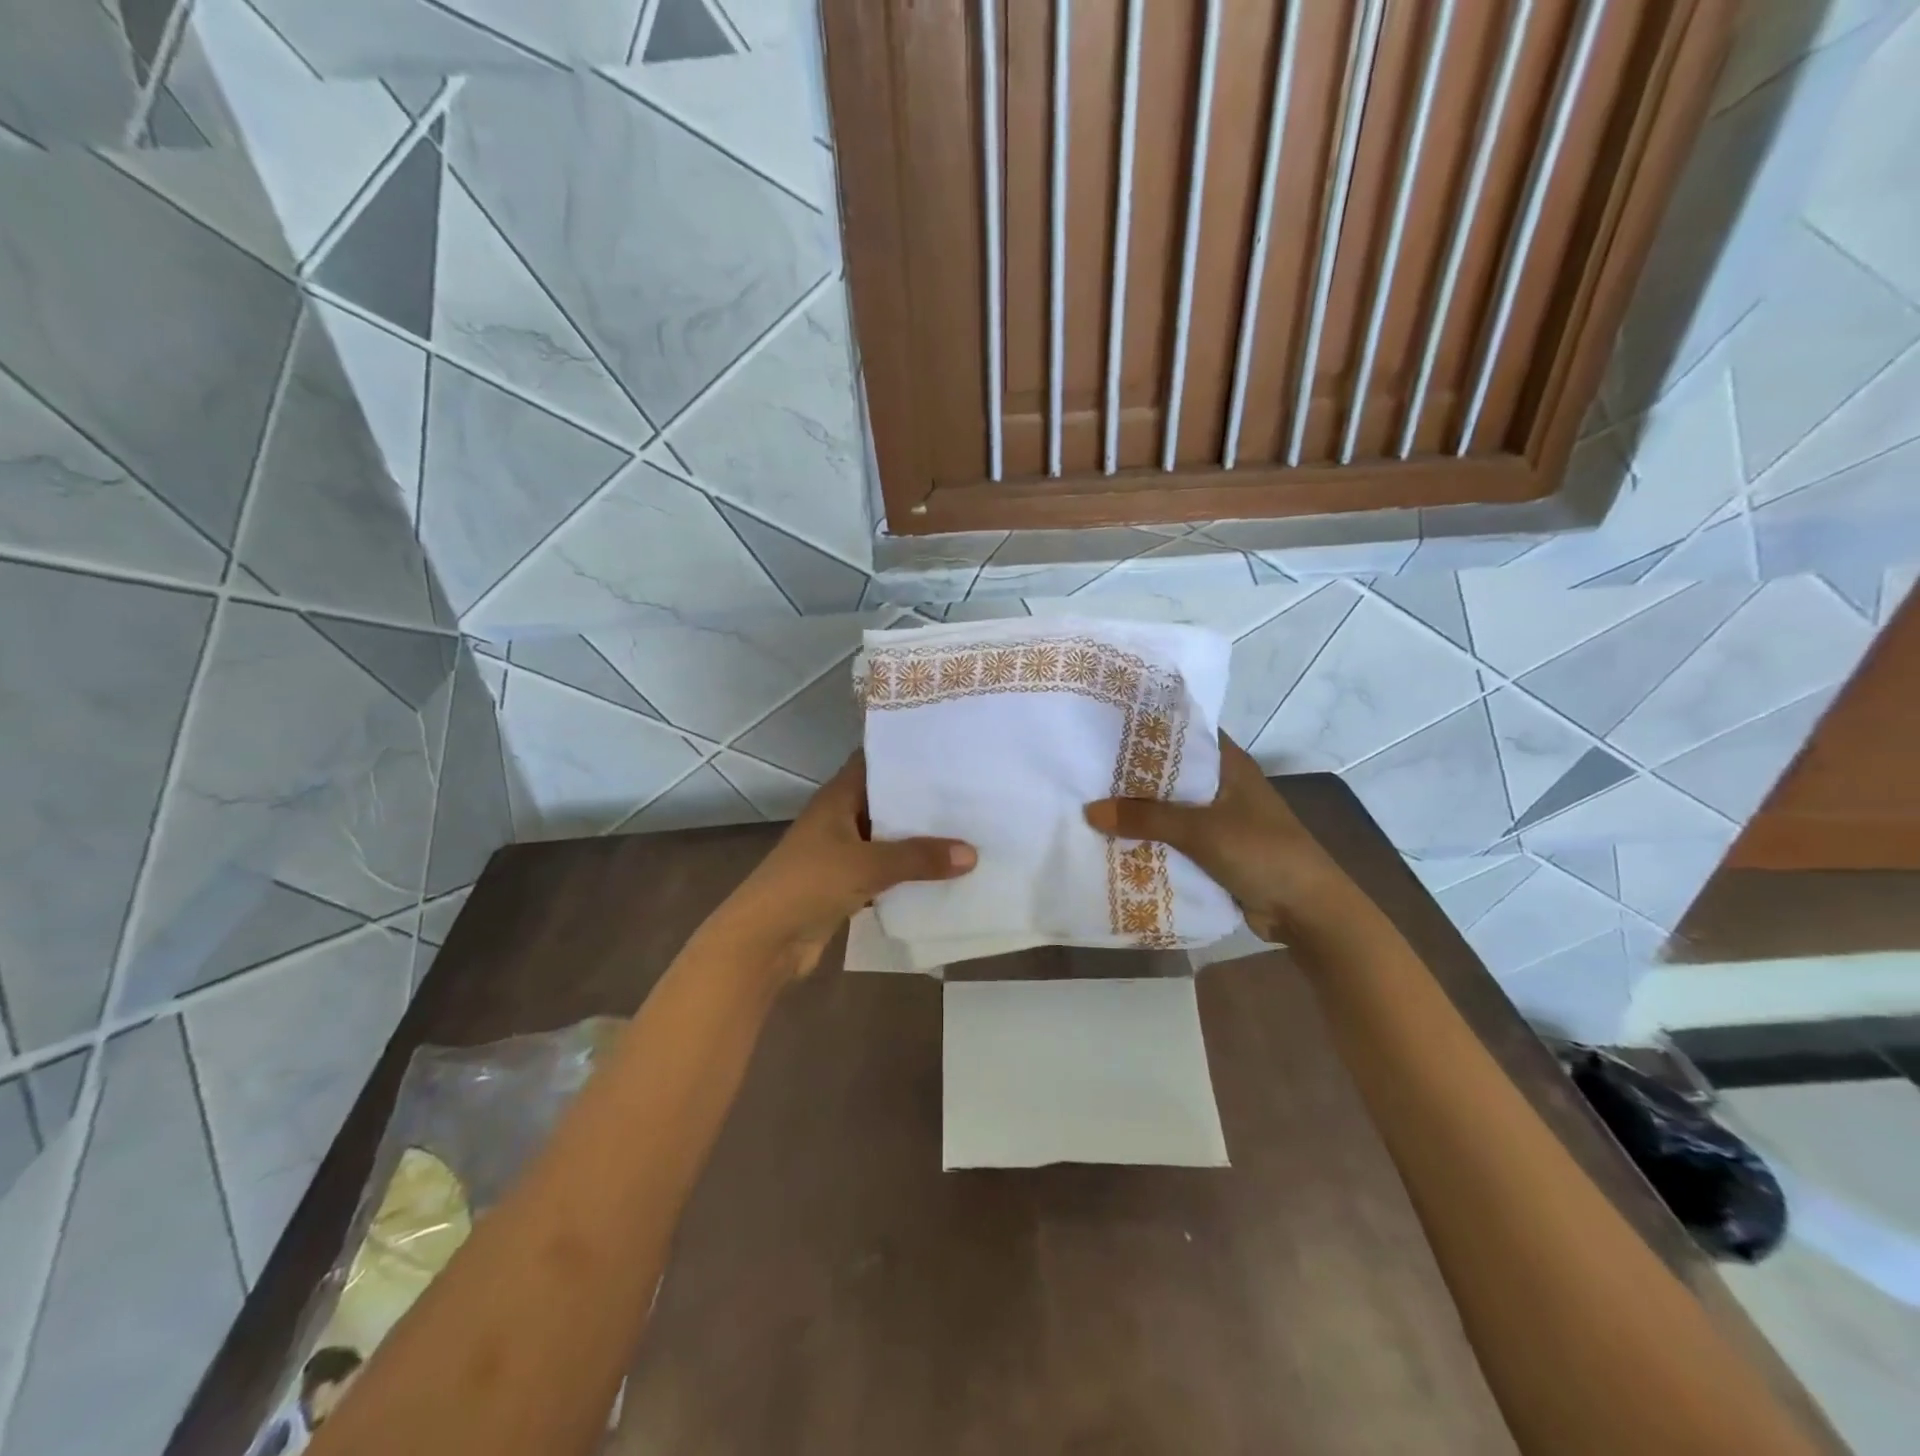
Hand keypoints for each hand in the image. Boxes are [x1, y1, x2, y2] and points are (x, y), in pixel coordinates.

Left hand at [709, 753, 975, 980]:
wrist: (764, 942)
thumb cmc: (808, 885)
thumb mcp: (866, 865)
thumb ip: (918, 858)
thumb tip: (972, 853)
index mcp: (837, 798)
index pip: (872, 761)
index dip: (904, 753)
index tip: (946, 750)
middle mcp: (839, 819)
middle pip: (884, 801)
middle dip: (921, 800)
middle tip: (970, 791)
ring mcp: (842, 853)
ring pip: (887, 838)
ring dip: (918, 840)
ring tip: (967, 829)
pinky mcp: (846, 885)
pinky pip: (885, 871)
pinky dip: (908, 872)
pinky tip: (944, 873)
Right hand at [1084, 732, 1346, 943]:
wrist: (1306, 911)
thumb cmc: (1261, 852)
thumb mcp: (1200, 830)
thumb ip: (1146, 819)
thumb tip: (1090, 810)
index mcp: (1230, 765)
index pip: (1186, 732)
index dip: (1151, 726)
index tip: (1109, 723)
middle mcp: (1224, 785)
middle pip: (1173, 773)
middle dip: (1135, 773)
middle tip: (1087, 766)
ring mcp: (1220, 819)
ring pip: (1171, 808)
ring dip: (1140, 811)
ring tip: (1090, 800)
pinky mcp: (1215, 850)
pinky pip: (1175, 839)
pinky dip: (1152, 839)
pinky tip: (1115, 840)